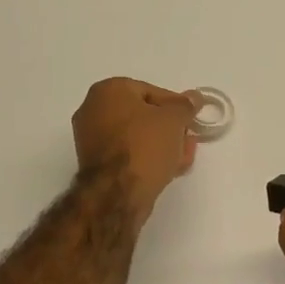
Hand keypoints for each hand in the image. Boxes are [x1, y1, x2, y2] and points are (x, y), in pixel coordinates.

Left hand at [72, 78, 197, 219]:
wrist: (117, 193)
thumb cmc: (145, 145)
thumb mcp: (174, 119)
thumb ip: (185, 106)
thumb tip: (194, 97)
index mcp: (108, 90)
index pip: (150, 91)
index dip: (175, 105)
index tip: (190, 119)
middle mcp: (93, 109)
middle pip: (141, 114)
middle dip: (169, 127)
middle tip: (188, 138)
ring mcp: (91, 138)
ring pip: (135, 136)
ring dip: (161, 143)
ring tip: (183, 156)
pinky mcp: (95, 164)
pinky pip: (126, 153)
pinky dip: (146, 157)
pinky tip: (168, 168)